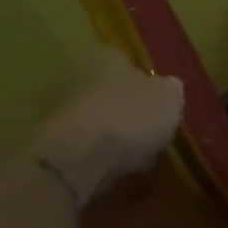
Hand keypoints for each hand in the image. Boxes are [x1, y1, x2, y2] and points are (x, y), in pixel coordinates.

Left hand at [36, 47, 184, 184]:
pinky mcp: (57, 141)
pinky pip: (90, 145)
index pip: (128, 63)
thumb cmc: (130, 116)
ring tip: (140, 156)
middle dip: (130, 110)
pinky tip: (121, 168)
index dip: (147, 83)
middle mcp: (81, 77)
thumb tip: (169, 87)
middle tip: (152, 131)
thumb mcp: (169, 99)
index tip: (161, 104)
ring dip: (117, 134)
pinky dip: (104, 154)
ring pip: (101, 119)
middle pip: (112, 92)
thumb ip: (171, 90)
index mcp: (108, 59)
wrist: (79, 156)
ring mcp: (64, 110)